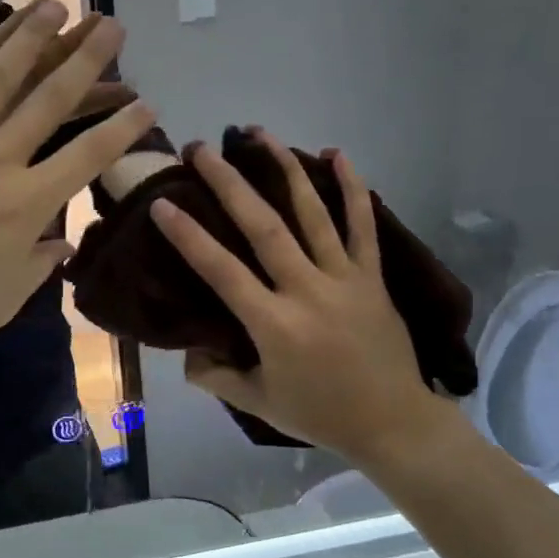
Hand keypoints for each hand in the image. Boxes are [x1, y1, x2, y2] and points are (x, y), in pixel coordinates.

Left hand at [0, 1, 156, 366]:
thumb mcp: (1, 301)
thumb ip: (37, 266)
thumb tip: (64, 244)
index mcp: (27, 205)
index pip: (88, 157)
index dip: (122, 129)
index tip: (147, 104)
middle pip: (49, 102)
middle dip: (86, 60)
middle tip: (112, 25)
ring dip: (27, 38)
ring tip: (53, 3)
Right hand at [148, 134, 462, 467]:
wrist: (394, 423)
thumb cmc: (320, 414)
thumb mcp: (257, 403)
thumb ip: (216, 376)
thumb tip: (189, 353)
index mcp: (274, 324)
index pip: (222, 271)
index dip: (189, 236)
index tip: (163, 203)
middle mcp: (307, 290)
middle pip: (263, 227)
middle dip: (228, 183)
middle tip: (201, 149)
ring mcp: (344, 278)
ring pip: (311, 213)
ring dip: (283, 169)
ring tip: (258, 134)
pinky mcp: (372, 276)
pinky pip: (362, 224)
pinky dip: (352, 187)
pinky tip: (336, 154)